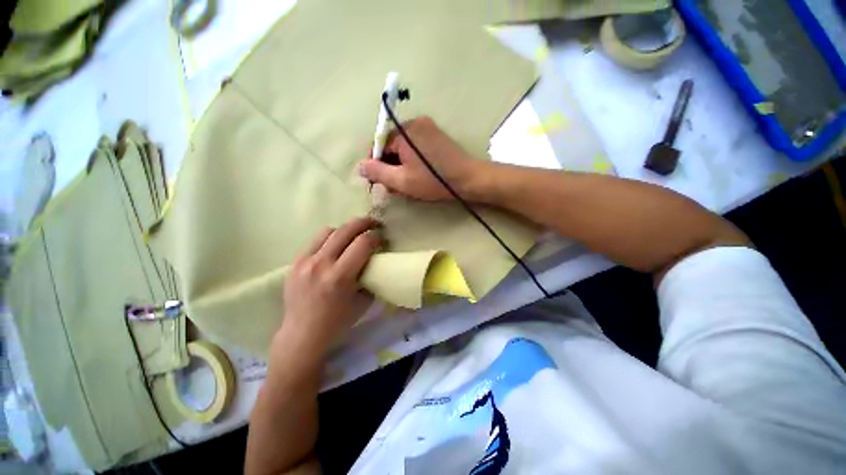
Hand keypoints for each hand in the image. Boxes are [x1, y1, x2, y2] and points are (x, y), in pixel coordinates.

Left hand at [275, 217, 382, 353]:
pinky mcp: (295, 262)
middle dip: (364, 223)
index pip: (363, 243)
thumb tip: (377, 259)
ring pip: (329, 231)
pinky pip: (315, 240)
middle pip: (346, 230)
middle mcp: (321, 264)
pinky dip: (329, 238)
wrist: (302, 334)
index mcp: (340, 277)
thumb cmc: (338, 321)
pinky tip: (335, 246)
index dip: (377, 237)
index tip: (383, 239)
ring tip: (353, 236)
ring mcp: (305, 262)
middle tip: (374, 224)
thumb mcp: (364, 301)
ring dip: (345, 230)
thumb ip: (372, 277)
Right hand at [358, 116, 480, 200]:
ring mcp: (428, 128)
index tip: (378, 181)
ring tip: (406, 183)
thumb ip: (378, 172)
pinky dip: (412, 160)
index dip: (375, 163)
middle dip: (389, 165)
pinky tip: (417, 175)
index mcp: (404, 131)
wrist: (469, 179)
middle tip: (394, 186)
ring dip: (400, 164)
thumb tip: (360, 165)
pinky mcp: (437, 136)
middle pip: (392, 145)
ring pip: (404, 147)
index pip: (379, 143)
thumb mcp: (402, 180)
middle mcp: (415, 123)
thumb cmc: (434, 180)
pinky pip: (416, 147)